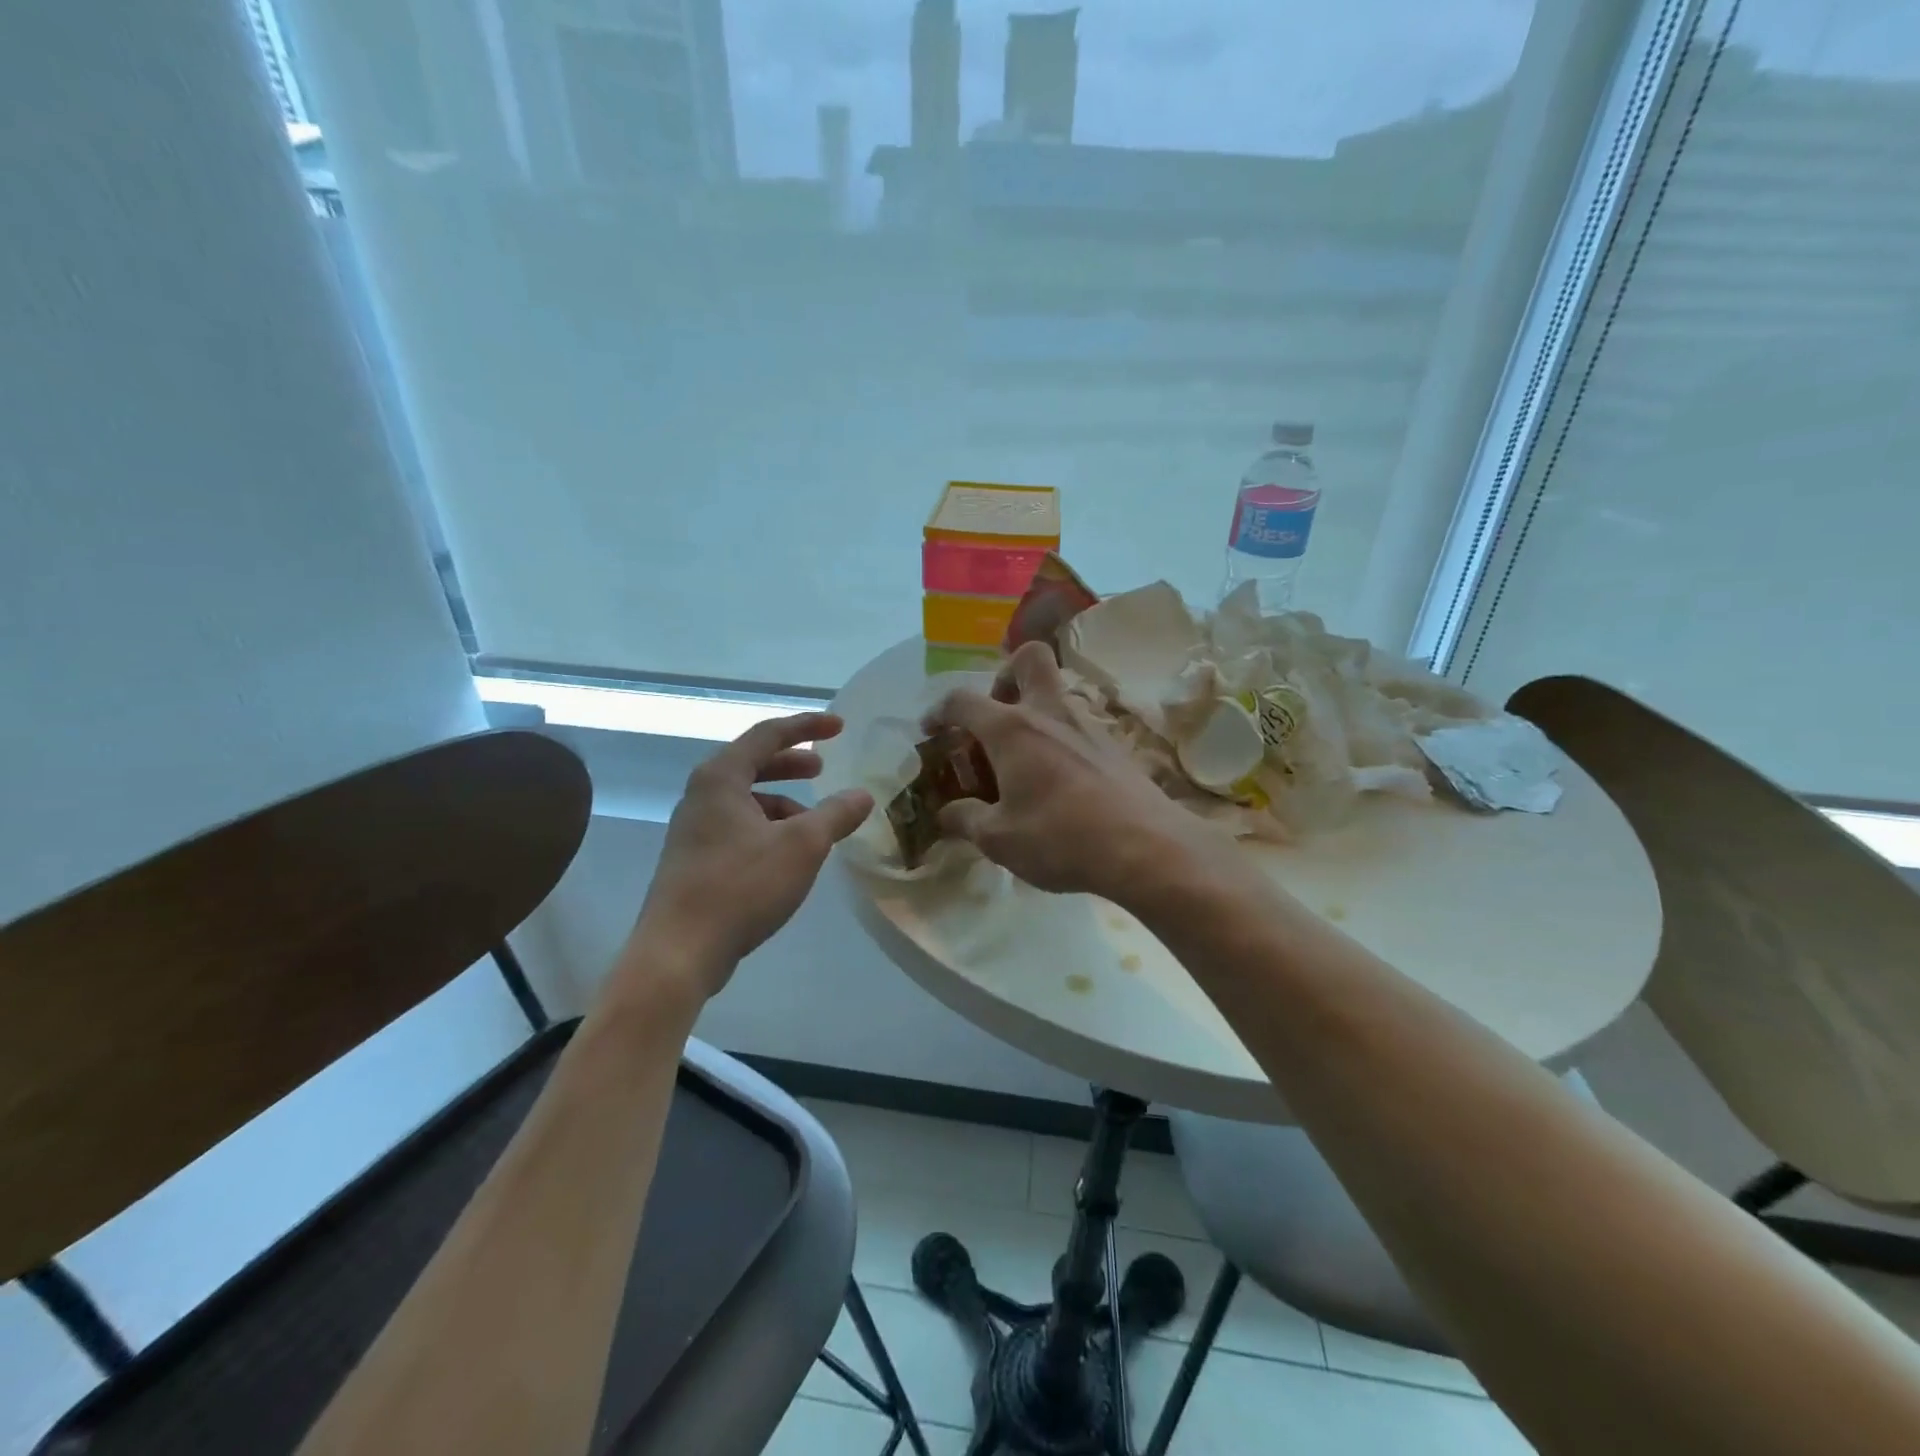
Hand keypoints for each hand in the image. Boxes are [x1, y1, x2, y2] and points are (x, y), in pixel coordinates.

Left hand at [626, 713, 872, 1000]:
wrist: (679, 952)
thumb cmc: (741, 886)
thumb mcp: (802, 846)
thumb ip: (835, 814)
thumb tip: (862, 795)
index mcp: (721, 778)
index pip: (768, 734)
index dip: (807, 727)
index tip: (839, 727)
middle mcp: (701, 795)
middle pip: (752, 764)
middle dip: (791, 763)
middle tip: (822, 768)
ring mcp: (694, 830)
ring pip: (746, 800)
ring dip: (782, 802)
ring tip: (812, 824)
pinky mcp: (694, 861)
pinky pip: (738, 828)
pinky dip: (768, 828)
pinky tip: (787, 857)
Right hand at [926, 643, 1217, 900]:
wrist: (1145, 847)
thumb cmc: (1060, 837)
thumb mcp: (999, 839)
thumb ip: (966, 821)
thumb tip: (948, 814)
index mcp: (1011, 729)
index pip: (963, 700)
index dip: (940, 710)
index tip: (932, 730)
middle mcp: (1049, 713)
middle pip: (1029, 658)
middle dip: (1005, 675)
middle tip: (996, 716)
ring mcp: (1087, 725)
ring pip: (1057, 694)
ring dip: (1035, 713)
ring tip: (1024, 761)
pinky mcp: (1114, 746)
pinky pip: (1078, 727)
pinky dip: (1060, 741)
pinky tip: (1059, 782)